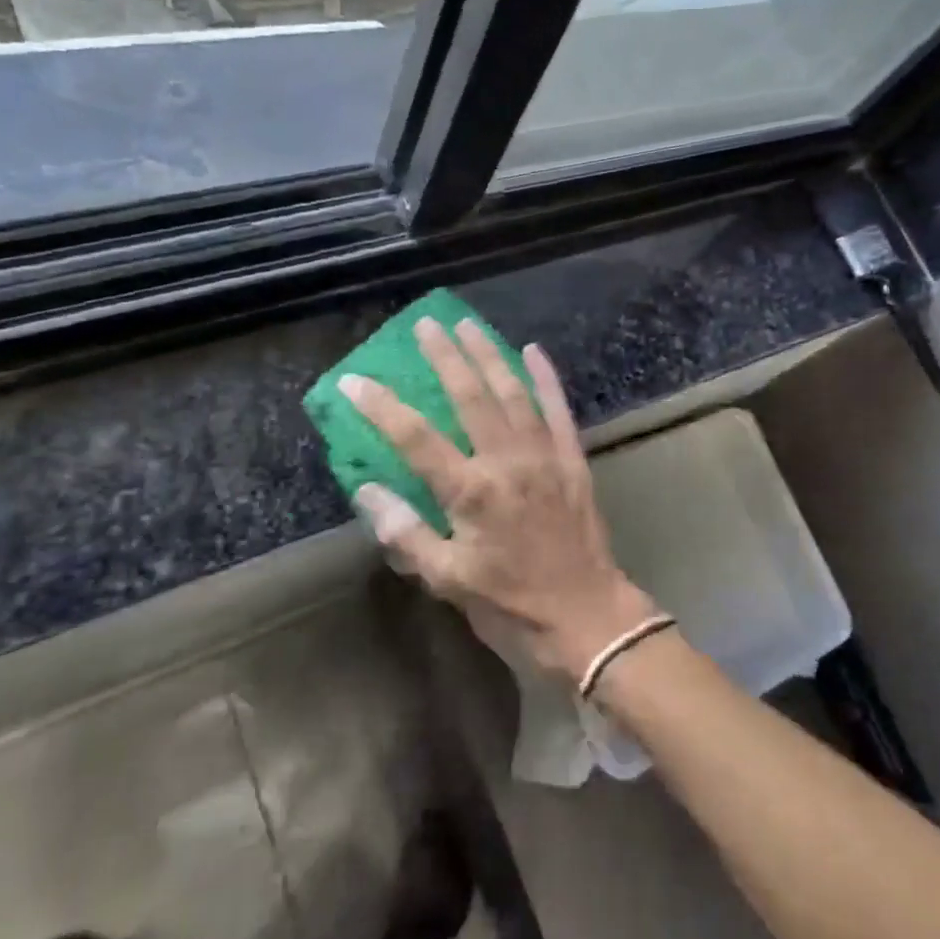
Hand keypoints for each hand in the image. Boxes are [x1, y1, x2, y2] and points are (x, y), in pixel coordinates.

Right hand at [341, 317, 658, 682]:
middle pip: (470, 397)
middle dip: (445, 357)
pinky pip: (558, 408)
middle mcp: (507, 462)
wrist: (585, 614)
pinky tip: (533, 351)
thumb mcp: (447, 580)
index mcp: (471, 493)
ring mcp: (544, 455)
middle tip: (425, 324)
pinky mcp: (572, 458)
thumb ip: (406, 533)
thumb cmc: (510, 603)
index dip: (381, 406)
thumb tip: (369, 490)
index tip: (354, 380)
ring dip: (489, 355)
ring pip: (512, 392)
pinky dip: (545, 377)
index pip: (415, 438)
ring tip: (468, 324)